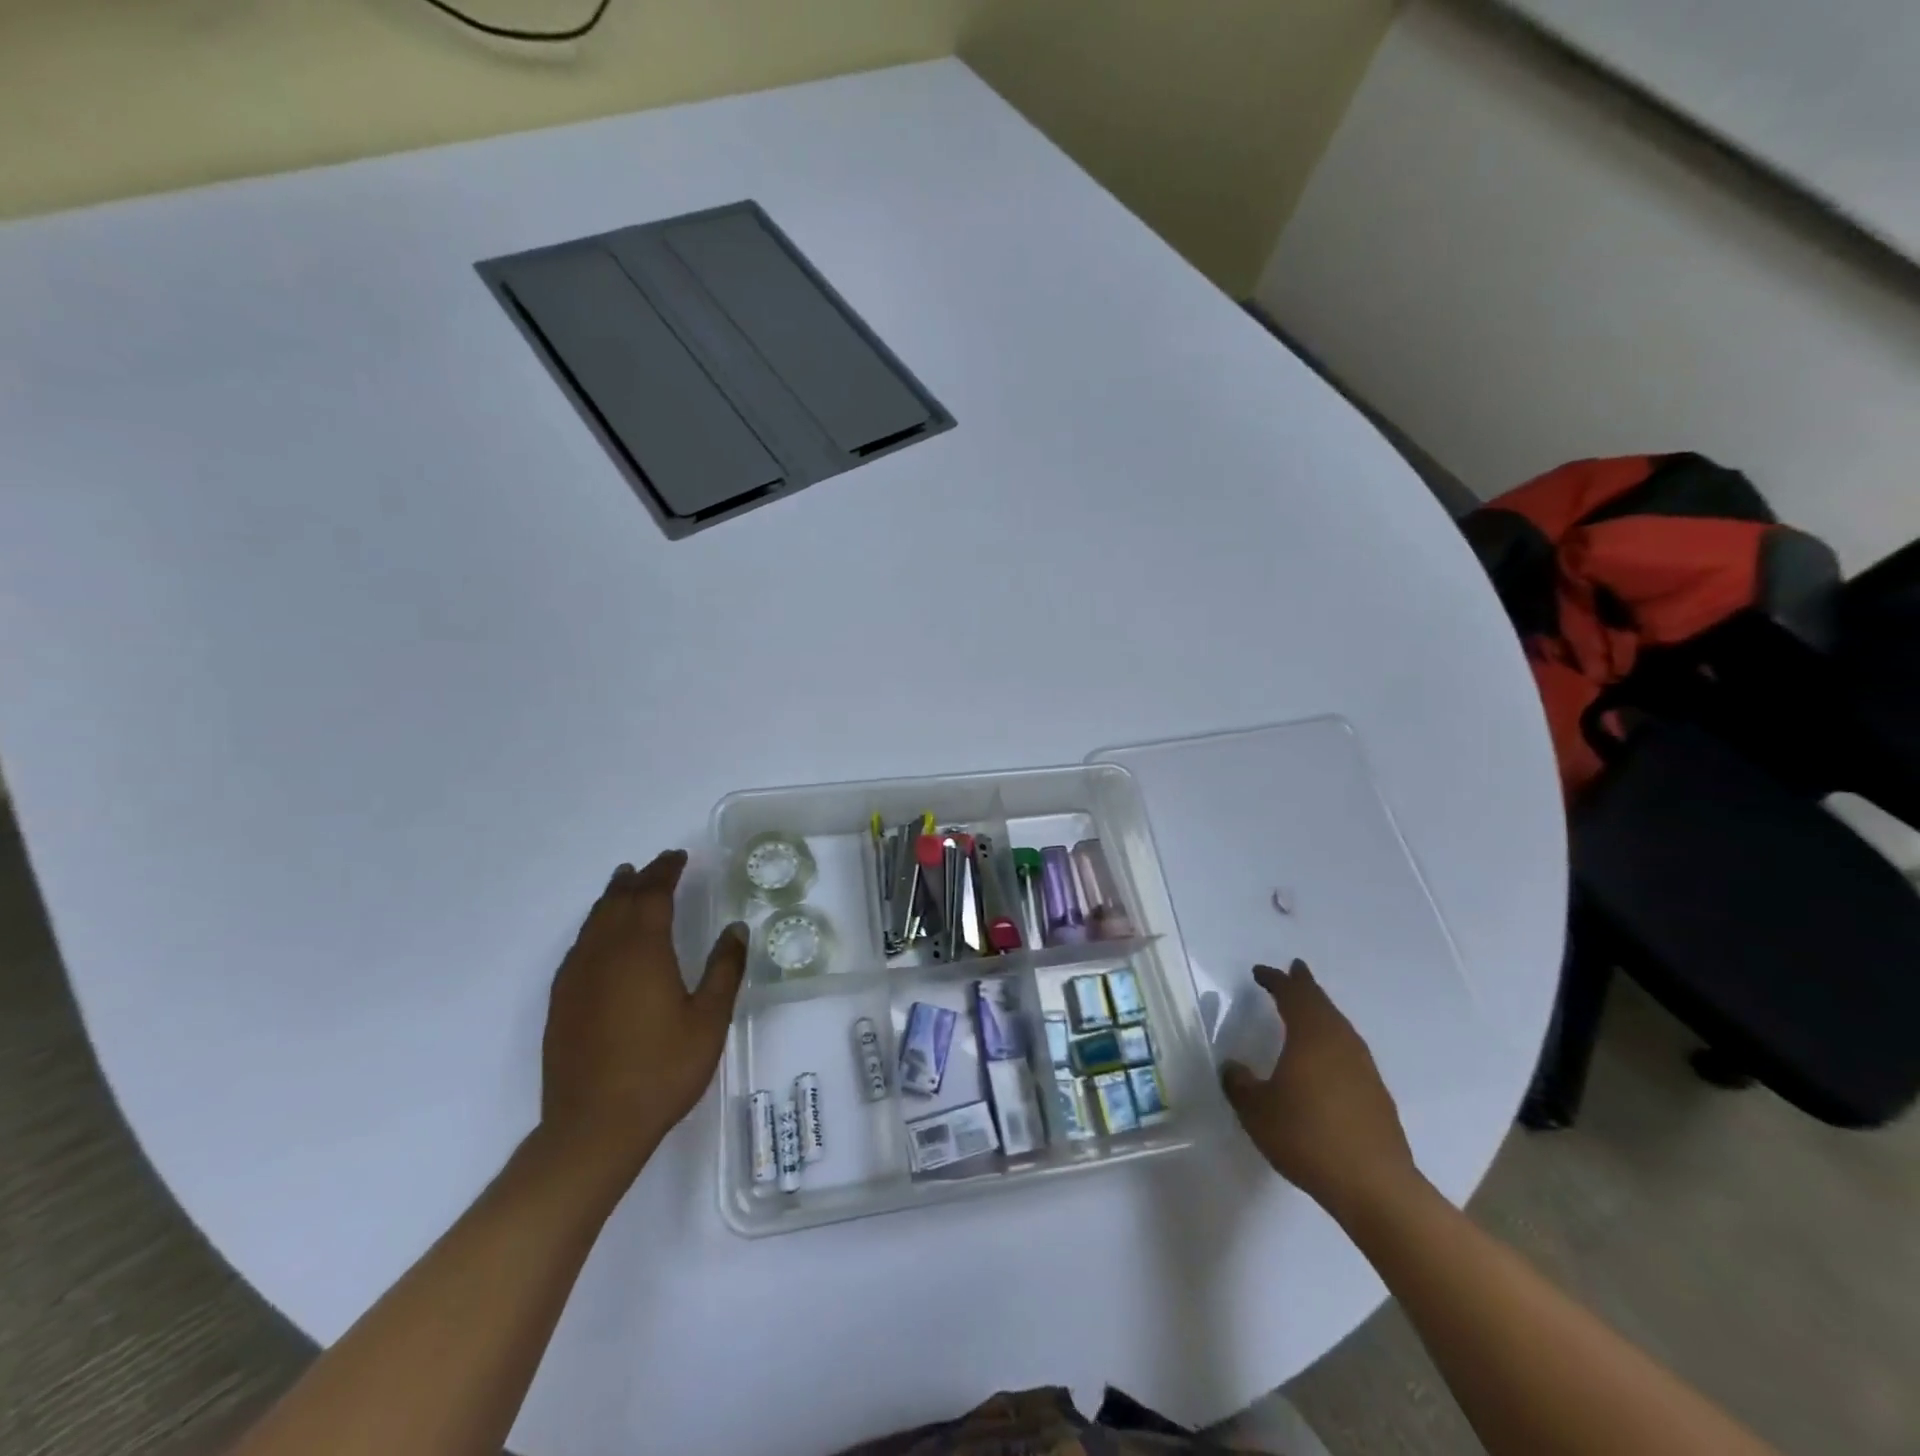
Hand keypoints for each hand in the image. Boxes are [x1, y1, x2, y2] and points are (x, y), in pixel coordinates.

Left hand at [540, 851, 746, 1179]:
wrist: (594, 1126)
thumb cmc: (662, 1070)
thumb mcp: (709, 1019)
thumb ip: (725, 969)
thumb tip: (736, 929)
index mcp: (642, 949)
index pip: (653, 894)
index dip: (666, 871)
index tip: (679, 856)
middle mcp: (604, 953)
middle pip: (619, 900)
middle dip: (640, 878)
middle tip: (658, 865)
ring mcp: (577, 977)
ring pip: (594, 920)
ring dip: (612, 897)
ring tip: (624, 882)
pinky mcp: (561, 1001)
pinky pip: (579, 945)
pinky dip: (595, 926)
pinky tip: (601, 937)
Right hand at [1222, 959, 1417, 1218]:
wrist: (1375, 1186)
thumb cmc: (1307, 1137)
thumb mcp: (1256, 1111)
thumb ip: (1239, 1084)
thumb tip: (1233, 1067)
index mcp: (1310, 1036)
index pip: (1292, 996)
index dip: (1275, 980)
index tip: (1259, 972)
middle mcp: (1340, 1043)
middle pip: (1322, 1004)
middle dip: (1305, 986)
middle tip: (1294, 970)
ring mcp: (1363, 1068)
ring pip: (1339, 1026)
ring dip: (1322, 1012)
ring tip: (1309, 1009)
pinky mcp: (1376, 1093)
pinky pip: (1349, 1050)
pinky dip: (1334, 1039)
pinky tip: (1327, 1057)